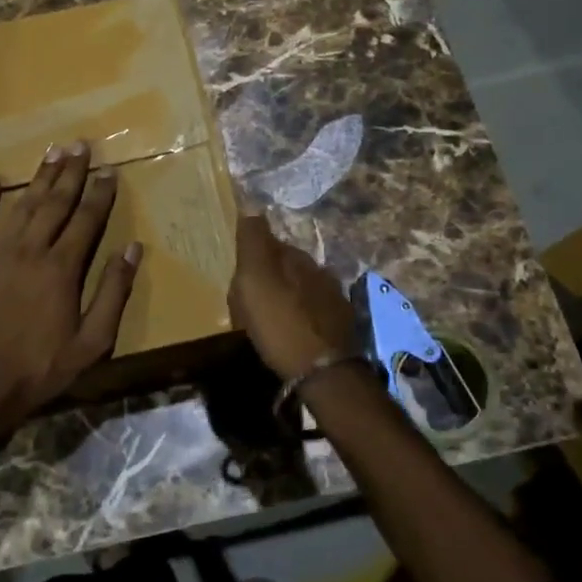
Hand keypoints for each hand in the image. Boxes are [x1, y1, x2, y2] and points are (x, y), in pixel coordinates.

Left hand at [0, 142, 141, 426]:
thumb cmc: (41, 368)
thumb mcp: (92, 341)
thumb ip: (113, 292)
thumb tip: (132, 249)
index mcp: (62, 268)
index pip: (87, 219)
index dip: (100, 193)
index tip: (110, 170)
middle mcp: (31, 250)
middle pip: (55, 203)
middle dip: (71, 172)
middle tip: (81, 145)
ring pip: (22, 205)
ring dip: (39, 177)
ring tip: (53, 152)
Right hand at [228, 212, 357, 382]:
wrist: (323, 372)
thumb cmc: (280, 323)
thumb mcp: (255, 279)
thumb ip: (253, 242)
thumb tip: (252, 208)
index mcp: (297, 257)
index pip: (272, 243)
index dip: (253, 255)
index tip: (239, 273)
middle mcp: (320, 271)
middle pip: (289, 266)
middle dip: (271, 276)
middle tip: (250, 298)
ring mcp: (335, 300)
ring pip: (303, 289)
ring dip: (287, 297)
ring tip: (270, 319)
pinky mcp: (341, 328)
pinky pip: (313, 313)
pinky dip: (301, 318)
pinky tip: (292, 333)